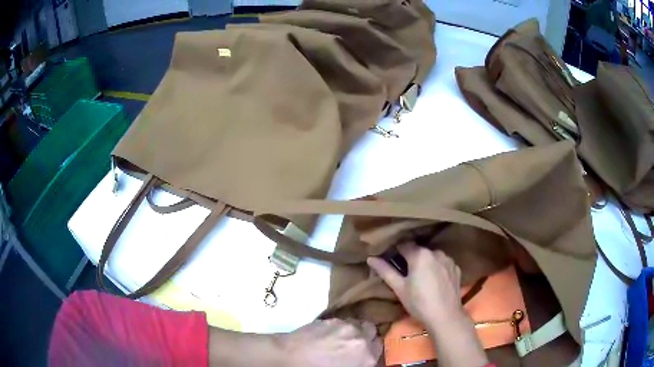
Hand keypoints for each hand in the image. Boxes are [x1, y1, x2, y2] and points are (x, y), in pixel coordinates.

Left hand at [280, 319, 381, 366]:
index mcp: (367, 357)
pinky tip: (329, 334)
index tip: (366, 350)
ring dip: (354, 329)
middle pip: (373, 330)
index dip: (373, 348)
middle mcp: (361, 339)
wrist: (290, 357)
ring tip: (342, 337)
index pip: (380, 347)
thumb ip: (359, 362)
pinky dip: (340, 326)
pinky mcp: (331, 319)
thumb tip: (359, 357)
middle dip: (367, 335)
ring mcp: (346, 327)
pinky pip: (343, 321)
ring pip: (358, 323)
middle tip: (355, 343)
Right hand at [367, 243, 487, 366]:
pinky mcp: (456, 268)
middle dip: (411, 259)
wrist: (445, 316)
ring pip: (432, 256)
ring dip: (426, 263)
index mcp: (420, 255)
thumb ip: (385, 271)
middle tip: (406, 274)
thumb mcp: (399, 288)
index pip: (404, 245)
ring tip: (422, 279)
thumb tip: (370, 258)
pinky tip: (435, 282)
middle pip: (419, 250)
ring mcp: (448, 259)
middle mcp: (435, 252)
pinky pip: (443, 263)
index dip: (396, 252)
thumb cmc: (419, 303)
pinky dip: (437, 268)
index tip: (392, 261)